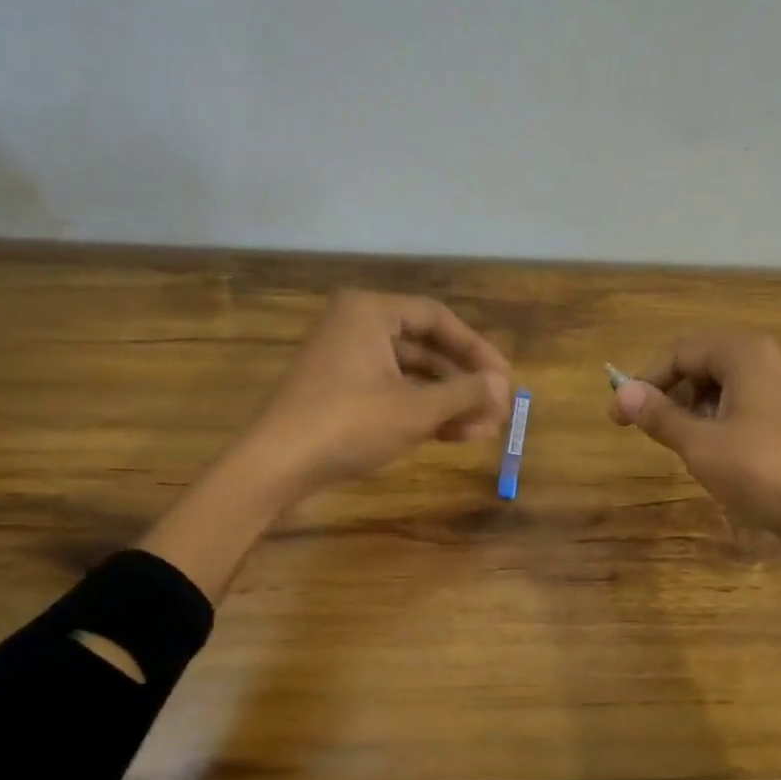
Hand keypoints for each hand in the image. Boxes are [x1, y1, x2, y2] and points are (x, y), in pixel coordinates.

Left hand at [246, 289, 510, 498]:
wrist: (275, 467)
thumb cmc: (348, 424)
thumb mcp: (415, 410)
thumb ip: (464, 393)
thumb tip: (503, 386)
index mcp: (369, 312)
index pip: (438, 318)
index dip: (477, 349)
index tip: (505, 378)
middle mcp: (356, 327)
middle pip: (426, 347)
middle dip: (465, 381)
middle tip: (499, 407)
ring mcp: (346, 362)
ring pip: (411, 375)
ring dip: (449, 401)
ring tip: (486, 429)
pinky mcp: (340, 394)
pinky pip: (392, 393)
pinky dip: (422, 412)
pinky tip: (455, 435)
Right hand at [610, 332, 780, 576]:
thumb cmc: (760, 470)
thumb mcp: (699, 443)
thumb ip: (659, 415)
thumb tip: (622, 392)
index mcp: (743, 355)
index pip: (679, 352)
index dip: (644, 381)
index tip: (619, 415)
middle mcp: (762, 363)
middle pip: (699, 366)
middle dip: (667, 394)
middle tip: (642, 428)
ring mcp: (777, 392)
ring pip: (717, 390)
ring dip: (688, 411)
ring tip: (673, 444)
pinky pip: (736, 409)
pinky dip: (712, 424)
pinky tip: (705, 454)